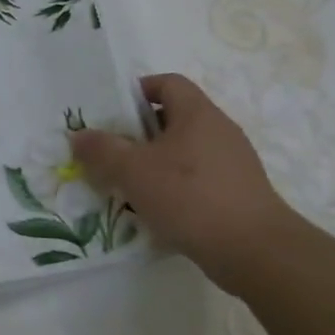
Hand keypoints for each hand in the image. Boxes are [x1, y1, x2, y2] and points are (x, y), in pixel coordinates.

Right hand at [68, 73, 295, 285]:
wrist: (255, 252)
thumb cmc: (190, 196)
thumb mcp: (133, 170)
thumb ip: (101, 149)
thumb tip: (79, 136)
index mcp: (198, 114)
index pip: (167, 83)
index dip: (137, 91)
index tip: (111, 112)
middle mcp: (219, 131)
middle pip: (173, 118)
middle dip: (137, 133)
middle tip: (109, 151)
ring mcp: (233, 164)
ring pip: (183, 152)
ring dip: (153, 164)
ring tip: (126, 185)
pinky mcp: (238, 194)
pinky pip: (197, 180)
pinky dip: (173, 188)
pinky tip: (155, 211)